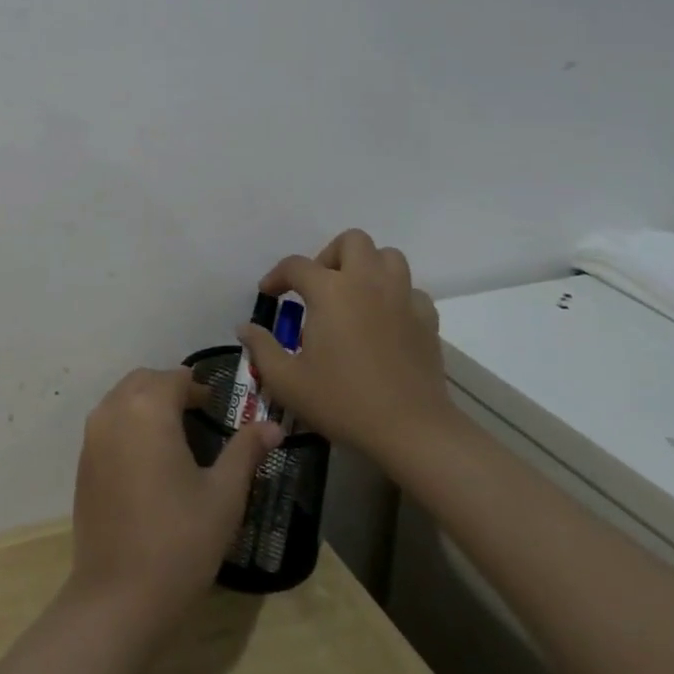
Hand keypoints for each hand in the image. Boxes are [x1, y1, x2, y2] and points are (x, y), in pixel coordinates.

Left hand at [66, 368, 281, 631]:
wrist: (119, 596)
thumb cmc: (180, 541)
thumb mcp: (224, 496)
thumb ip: (246, 451)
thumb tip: (274, 426)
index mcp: (148, 409)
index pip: (175, 378)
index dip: (199, 388)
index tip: (219, 407)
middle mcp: (113, 410)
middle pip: (144, 381)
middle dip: (171, 389)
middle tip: (200, 414)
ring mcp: (92, 435)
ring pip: (122, 398)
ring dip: (147, 403)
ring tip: (177, 434)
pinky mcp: (83, 461)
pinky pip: (108, 423)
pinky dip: (129, 422)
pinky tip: (149, 458)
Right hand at [236, 229, 456, 469]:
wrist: (412, 431)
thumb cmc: (343, 401)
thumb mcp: (287, 381)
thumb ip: (261, 348)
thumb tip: (246, 328)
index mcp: (330, 291)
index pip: (296, 265)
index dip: (276, 276)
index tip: (269, 295)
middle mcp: (367, 282)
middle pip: (351, 241)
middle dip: (330, 255)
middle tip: (318, 287)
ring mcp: (402, 298)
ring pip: (388, 257)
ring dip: (368, 267)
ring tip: (353, 295)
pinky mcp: (427, 320)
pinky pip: (411, 290)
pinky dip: (396, 296)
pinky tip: (385, 320)